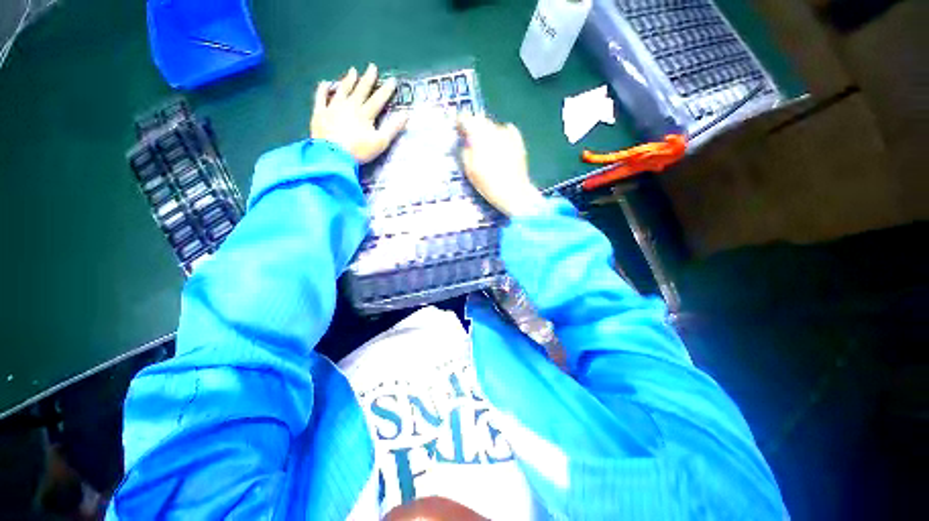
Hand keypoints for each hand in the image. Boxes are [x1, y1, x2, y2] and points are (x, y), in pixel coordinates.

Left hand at [311, 64, 406, 163]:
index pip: (378, 99)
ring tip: (352, 70)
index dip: (386, 90)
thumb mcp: (381, 142)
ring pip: (342, 90)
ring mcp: (333, 107)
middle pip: (361, 90)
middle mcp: (350, 106)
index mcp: (365, 114)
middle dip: (368, 79)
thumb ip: (393, 128)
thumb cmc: (359, 150)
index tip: (393, 80)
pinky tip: (325, 83)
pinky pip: (321, 97)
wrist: (332, 154)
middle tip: (372, 67)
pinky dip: (323, 89)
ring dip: (348, 80)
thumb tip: (406, 115)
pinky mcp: (320, 113)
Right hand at [457, 114, 544, 216]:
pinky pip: (505, 131)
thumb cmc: (488, 183)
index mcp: (479, 136)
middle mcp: (493, 129)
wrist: (513, 192)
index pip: (466, 119)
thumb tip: (466, 140)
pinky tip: (500, 148)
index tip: (458, 129)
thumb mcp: (469, 169)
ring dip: (488, 133)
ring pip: (493, 126)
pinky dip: (501, 136)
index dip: (460, 122)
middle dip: (475, 127)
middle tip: (472, 140)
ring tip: (487, 148)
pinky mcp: (517, 139)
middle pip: (480, 120)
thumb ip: (465, 150)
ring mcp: (507, 133)